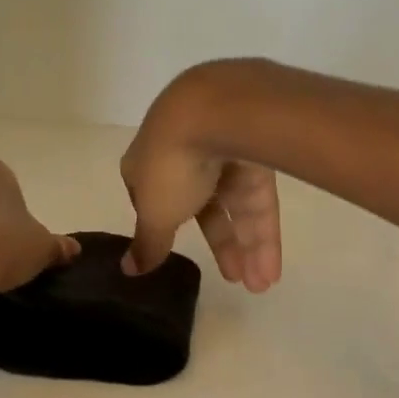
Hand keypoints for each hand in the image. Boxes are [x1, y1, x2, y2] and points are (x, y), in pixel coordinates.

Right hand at [121, 65, 282, 291]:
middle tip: (235, 281)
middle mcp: (186, 152)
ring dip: (248, 247)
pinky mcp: (259, 151)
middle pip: (205, 206)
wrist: (220, 111)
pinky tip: (271, 268)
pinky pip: (260, 199)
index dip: (166, 227)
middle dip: (221, 246)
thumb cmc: (172, 164)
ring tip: (260, 286)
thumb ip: (148, 243)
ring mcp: (225, 149)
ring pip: (237, 205)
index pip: (156, 198)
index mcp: (149, 161)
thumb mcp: (156, 213)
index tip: (174, 254)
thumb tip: (127, 271)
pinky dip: (264, 233)